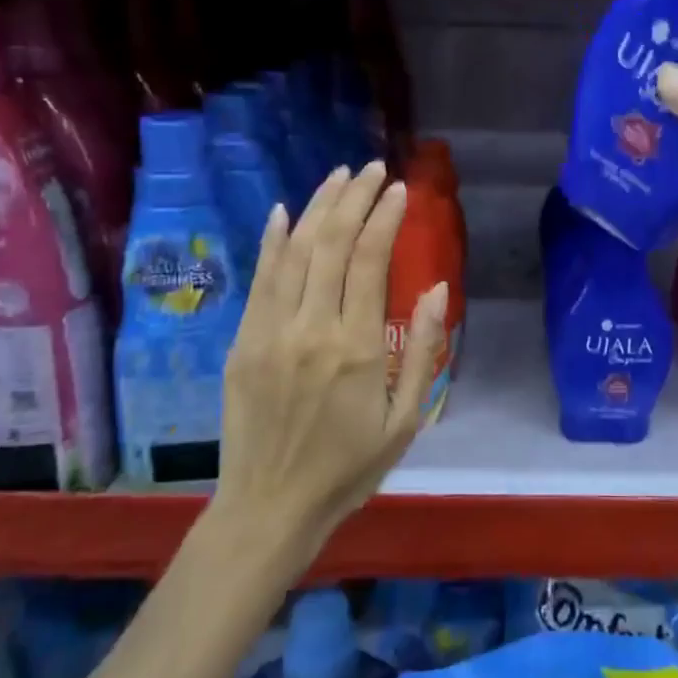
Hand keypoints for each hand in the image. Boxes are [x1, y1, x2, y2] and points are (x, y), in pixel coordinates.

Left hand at [211, 162, 447, 556]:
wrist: (269, 508)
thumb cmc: (348, 468)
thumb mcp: (405, 420)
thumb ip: (423, 351)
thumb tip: (435, 288)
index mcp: (356, 348)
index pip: (369, 261)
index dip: (385, 217)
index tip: (400, 190)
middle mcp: (310, 328)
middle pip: (330, 243)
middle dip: (354, 198)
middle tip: (372, 169)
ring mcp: (269, 332)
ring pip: (293, 251)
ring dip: (317, 207)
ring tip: (339, 177)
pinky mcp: (242, 342)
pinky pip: (259, 279)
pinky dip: (271, 240)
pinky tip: (282, 211)